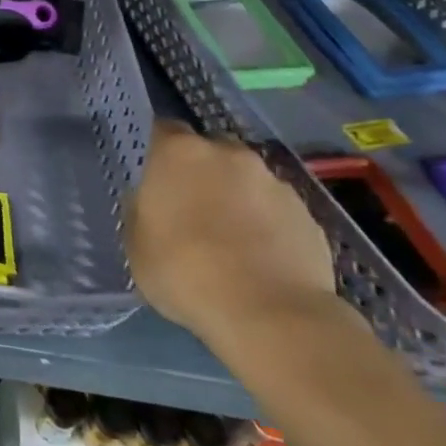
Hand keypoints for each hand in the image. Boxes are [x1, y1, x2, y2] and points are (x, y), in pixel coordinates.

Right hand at [126, 121, 336, 347]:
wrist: (269, 314)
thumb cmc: (184, 272)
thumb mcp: (136, 242)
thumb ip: (143, 209)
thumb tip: (155, 201)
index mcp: (180, 152)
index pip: (163, 130)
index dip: (158, 152)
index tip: (154, 177)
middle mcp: (228, 153)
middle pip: (210, 151)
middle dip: (201, 173)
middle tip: (192, 210)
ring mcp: (274, 182)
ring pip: (247, 180)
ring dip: (237, 198)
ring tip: (232, 241)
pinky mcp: (308, 215)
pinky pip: (277, 211)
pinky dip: (268, 225)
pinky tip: (262, 260)